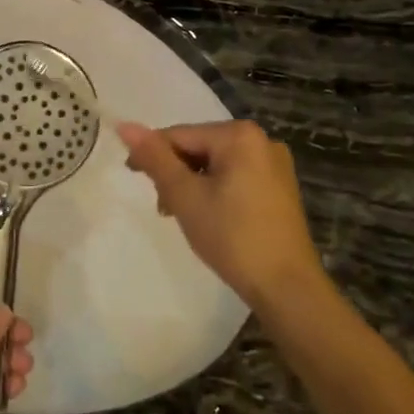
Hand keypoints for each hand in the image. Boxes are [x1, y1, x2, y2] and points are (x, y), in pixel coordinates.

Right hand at [116, 120, 324, 309]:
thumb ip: (154, 158)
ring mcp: (274, 165)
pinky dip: (215, 191)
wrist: (287, 288)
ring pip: (215, 164)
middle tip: (164, 207)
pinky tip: (209, 218)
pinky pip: (235, 177)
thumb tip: (125, 125)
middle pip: (198, 147)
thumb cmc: (232, 236)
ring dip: (192, 185)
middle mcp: (261, 140)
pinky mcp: (280, 188)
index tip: (133, 178)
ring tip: (182, 215)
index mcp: (239, 135)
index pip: (179, 135)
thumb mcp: (185, 195)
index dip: (151, 155)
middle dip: (175, 173)